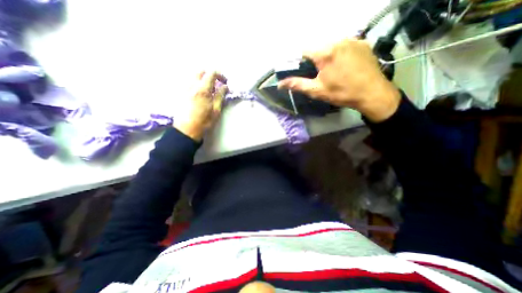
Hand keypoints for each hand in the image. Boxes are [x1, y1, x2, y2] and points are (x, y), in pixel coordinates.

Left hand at [174, 70, 227, 138]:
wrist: (187, 129)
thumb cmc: (204, 121)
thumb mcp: (216, 110)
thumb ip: (220, 96)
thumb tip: (225, 87)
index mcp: (202, 89)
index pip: (211, 73)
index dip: (220, 75)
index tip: (225, 83)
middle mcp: (192, 85)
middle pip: (201, 71)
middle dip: (211, 75)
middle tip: (217, 85)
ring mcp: (185, 88)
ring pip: (194, 76)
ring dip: (203, 79)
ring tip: (209, 91)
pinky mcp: (181, 93)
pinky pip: (190, 83)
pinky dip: (197, 84)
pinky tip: (201, 95)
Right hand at [279, 37, 400, 122]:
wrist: (372, 94)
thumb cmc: (341, 93)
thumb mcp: (316, 90)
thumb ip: (297, 84)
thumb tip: (280, 84)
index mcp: (325, 52)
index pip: (304, 50)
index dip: (300, 61)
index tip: (302, 71)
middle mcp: (338, 40)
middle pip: (318, 47)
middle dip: (314, 59)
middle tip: (318, 74)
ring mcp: (353, 40)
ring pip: (331, 45)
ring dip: (327, 56)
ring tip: (331, 71)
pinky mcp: (363, 43)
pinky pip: (344, 45)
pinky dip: (339, 53)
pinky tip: (344, 66)